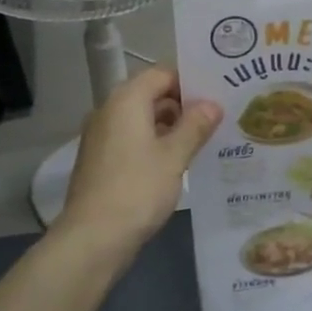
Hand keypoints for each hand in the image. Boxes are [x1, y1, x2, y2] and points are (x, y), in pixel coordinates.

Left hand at [59, 66, 221, 250]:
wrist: (93, 237)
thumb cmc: (137, 189)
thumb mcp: (174, 157)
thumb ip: (194, 126)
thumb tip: (212, 105)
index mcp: (126, 100)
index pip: (161, 74)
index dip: (190, 81)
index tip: (218, 93)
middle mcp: (109, 111)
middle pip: (150, 95)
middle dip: (183, 105)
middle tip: (218, 118)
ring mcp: (101, 136)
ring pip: (141, 120)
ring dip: (170, 127)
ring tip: (205, 141)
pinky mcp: (100, 160)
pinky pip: (132, 140)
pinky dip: (154, 144)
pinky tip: (178, 162)